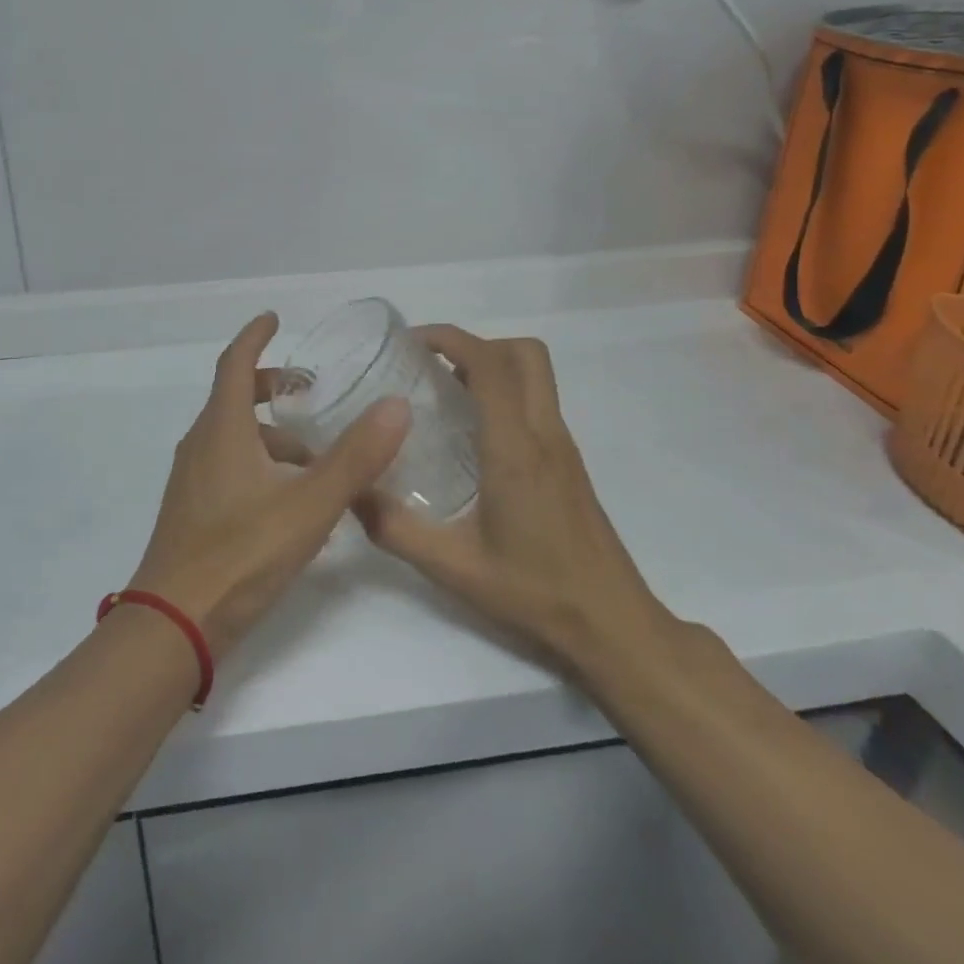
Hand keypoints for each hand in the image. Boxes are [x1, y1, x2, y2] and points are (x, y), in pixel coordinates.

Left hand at [127, 312, 410, 661]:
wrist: (174, 624)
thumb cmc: (241, 554)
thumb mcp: (309, 504)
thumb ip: (355, 457)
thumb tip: (396, 405)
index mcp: (222, 428)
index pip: (235, 363)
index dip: (255, 336)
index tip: (275, 318)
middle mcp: (201, 444)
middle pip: (235, 398)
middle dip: (271, 386)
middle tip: (310, 390)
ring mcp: (193, 479)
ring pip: (234, 436)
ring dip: (272, 434)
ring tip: (317, 458)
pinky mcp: (193, 510)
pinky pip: (230, 466)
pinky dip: (261, 463)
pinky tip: (292, 500)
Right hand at [352, 326, 680, 679]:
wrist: (613, 623)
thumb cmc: (535, 591)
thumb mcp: (454, 567)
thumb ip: (396, 530)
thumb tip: (351, 493)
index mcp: (516, 449)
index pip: (491, 365)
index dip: (451, 339)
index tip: (411, 343)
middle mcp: (545, 434)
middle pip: (524, 353)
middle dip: (476, 344)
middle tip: (432, 368)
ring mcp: (563, 446)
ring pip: (536, 375)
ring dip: (493, 366)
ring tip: (446, 395)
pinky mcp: (569, 462)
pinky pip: (537, 402)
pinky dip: (505, 393)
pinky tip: (472, 436)